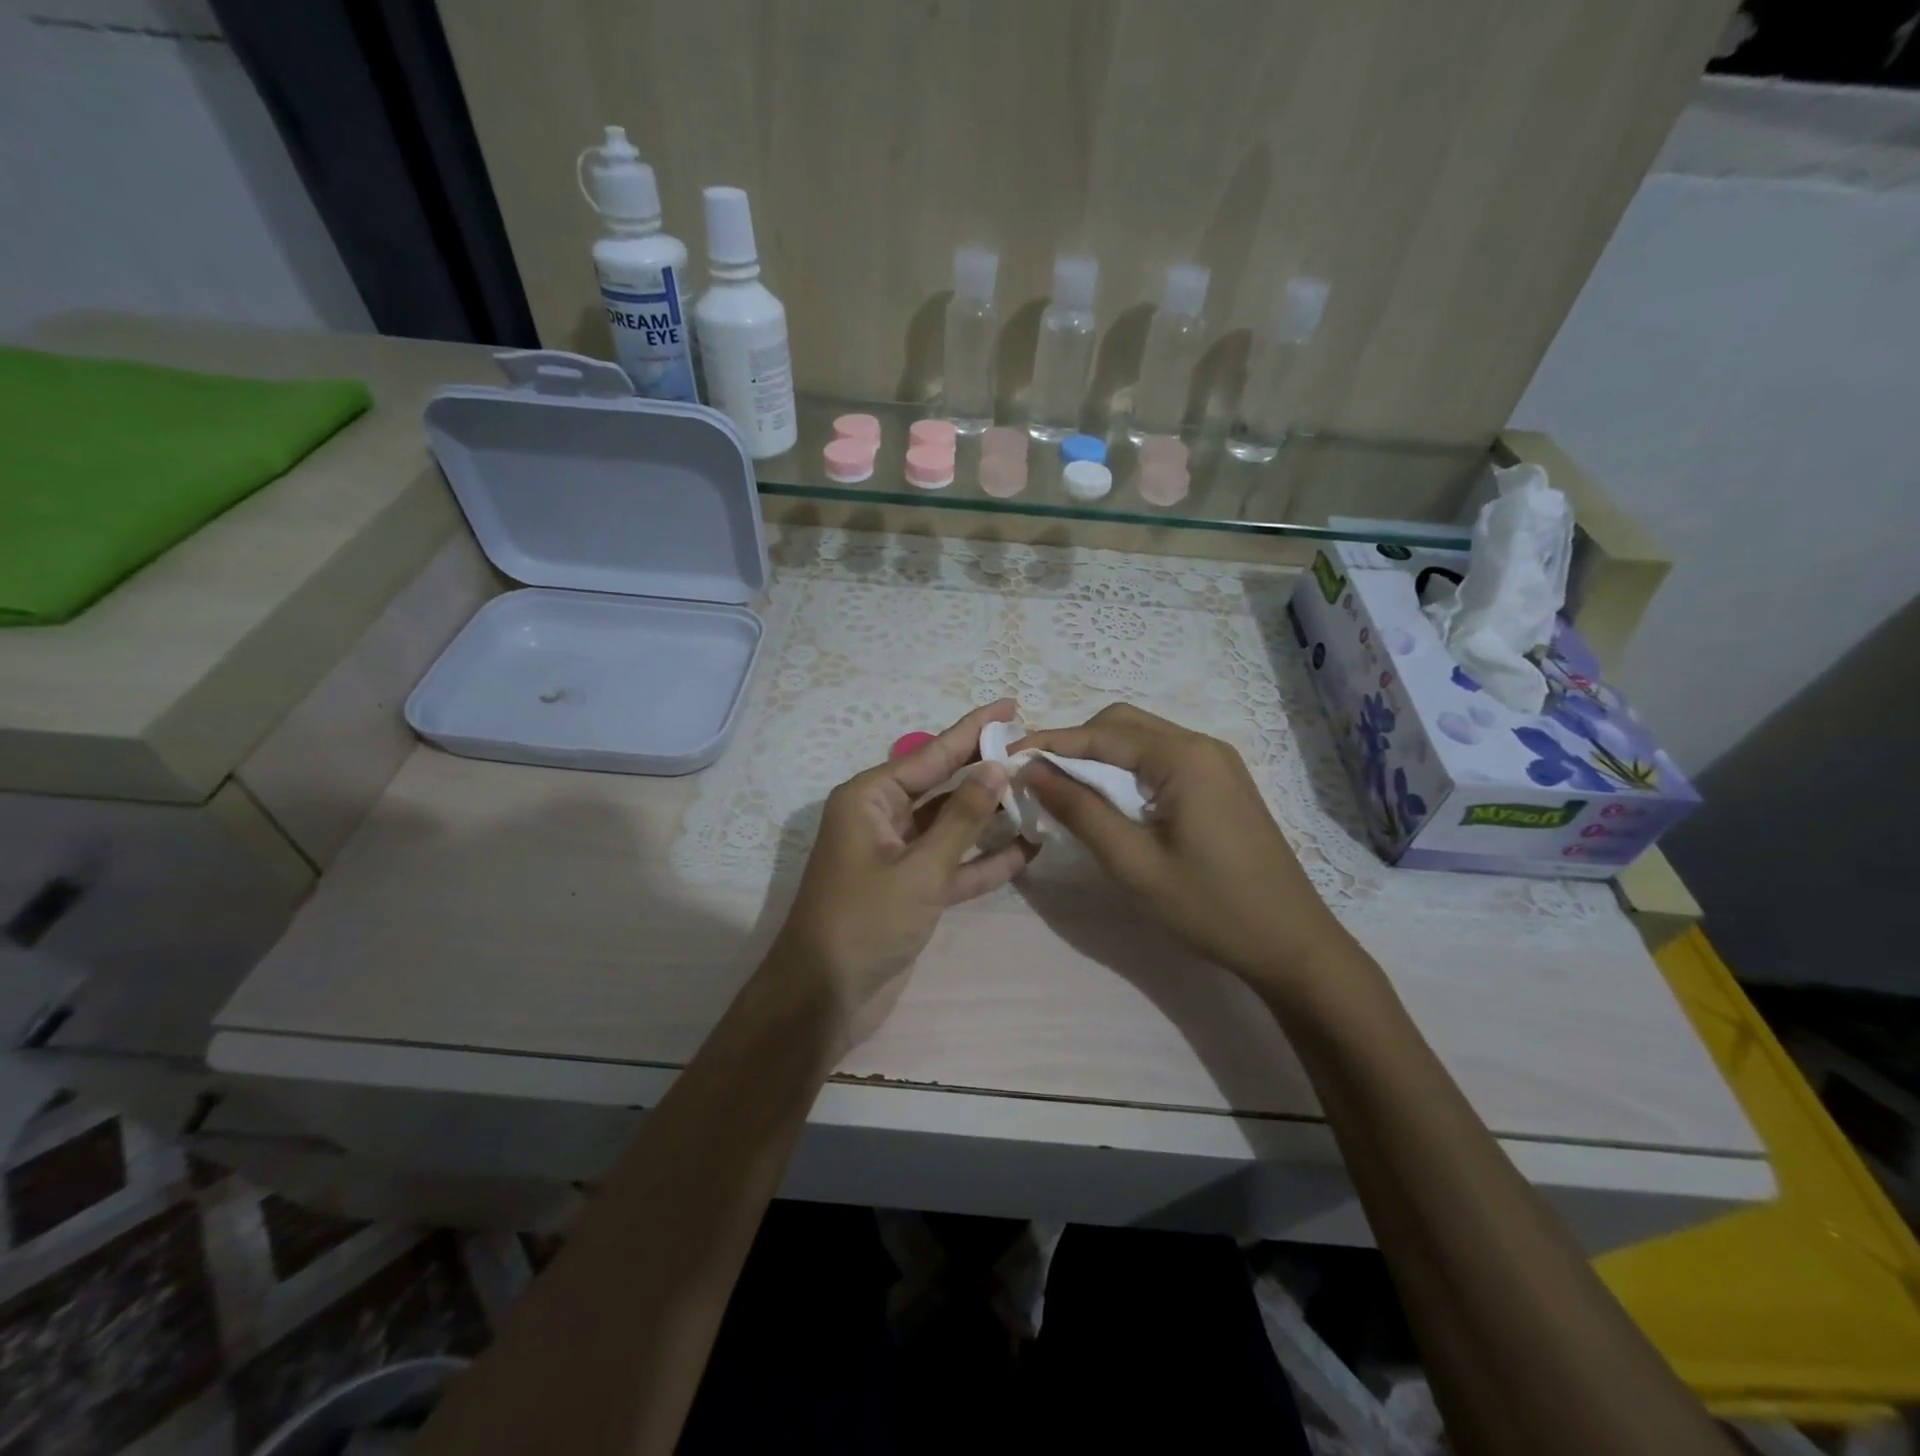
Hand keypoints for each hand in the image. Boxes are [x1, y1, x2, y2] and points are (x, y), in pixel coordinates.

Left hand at [769, 699, 1033, 1051]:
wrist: (824, 997)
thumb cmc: (864, 922)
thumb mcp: (919, 868)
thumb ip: (961, 818)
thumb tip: (997, 768)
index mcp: (870, 799)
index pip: (931, 754)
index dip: (973, 730)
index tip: (1010, 706)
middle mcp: (882, 818)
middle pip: (943, 785)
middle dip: (986, 771)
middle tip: (1033, 749)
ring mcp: (897, 855)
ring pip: (951, 825)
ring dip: (990, 816)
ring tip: (1039, 795)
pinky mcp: (911, 889)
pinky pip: (952, 864)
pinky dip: (983, 860)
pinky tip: (1026, 849)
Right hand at [1014, 704, 1349, 993]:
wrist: (1291, 943)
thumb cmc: (1209, 906)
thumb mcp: (1133, 862)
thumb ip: (1079, 809)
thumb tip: (1030, 770)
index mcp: (1182, 757)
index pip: (1100, 733)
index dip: (1049, 742)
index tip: (1007, 757)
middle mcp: (1201, 745)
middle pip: (1122, 724)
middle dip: (1075, 743)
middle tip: (1037, 777)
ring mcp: (1217, 762)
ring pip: (1142, 739)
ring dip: (1100, 756)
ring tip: (1064, 789)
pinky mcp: (1222, 782)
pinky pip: (1162, 759)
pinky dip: (1127, 770)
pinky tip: (1110, 800)